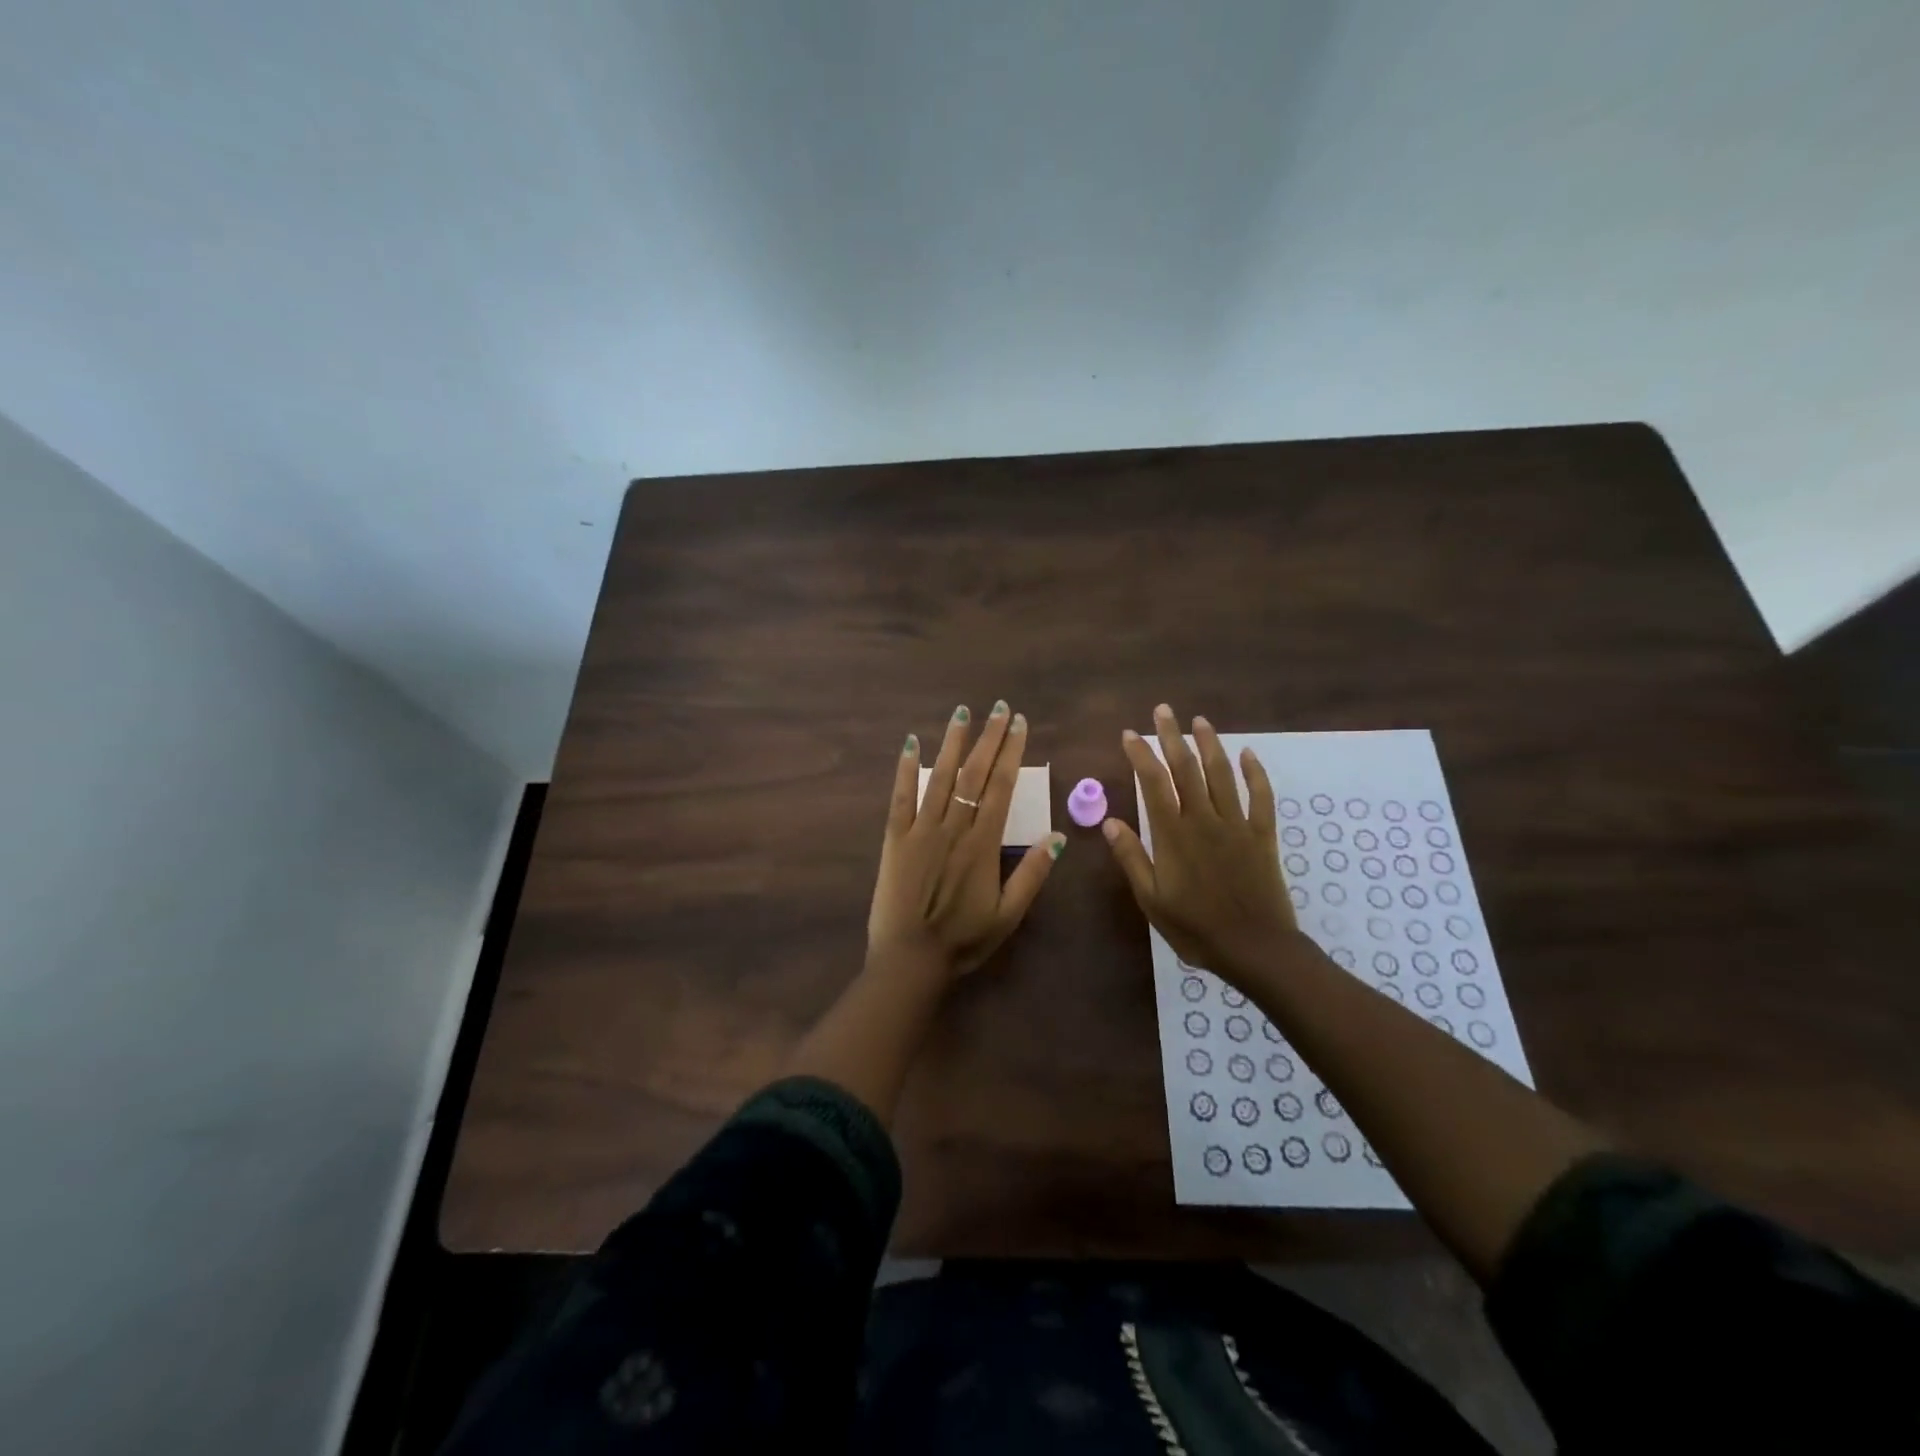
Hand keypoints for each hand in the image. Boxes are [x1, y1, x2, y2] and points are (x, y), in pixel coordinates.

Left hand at [868, 701, 1065, 980]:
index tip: (1019, 724)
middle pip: (974, 773)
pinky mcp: (895, 838)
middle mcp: (954, 827)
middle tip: (999, 708)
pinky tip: (911, 743)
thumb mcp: (1008, 914)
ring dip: (952, 743)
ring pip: (940, 777)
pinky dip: (906, 768)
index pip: (1002, 786)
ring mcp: (921, 829)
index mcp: (983, 843)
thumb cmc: (963, 939)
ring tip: (962, 713)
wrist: (910, 958)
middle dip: (989, 738)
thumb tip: (1059, 836)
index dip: (1011, 752)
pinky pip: (901, 796)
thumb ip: (1032, 874)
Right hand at [1103, 703, 1297, 977]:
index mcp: (1173, 834)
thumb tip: (1109, 821)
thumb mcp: (1152, 899)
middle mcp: (1204, 820)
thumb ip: (1132, 857)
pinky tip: (1247, 754)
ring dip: (1210, 744)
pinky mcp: (1262, 835)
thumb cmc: (1195, 928)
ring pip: (1222, 774)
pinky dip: (1255, 773)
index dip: (1140, 755)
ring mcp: (1236, 824)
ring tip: (1199, 721)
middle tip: (1163, 711)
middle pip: (1186, 769)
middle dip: (1172, 737)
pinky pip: (1261, 797)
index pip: (1153, 783)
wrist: (1255, 949)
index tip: (1129, 734)